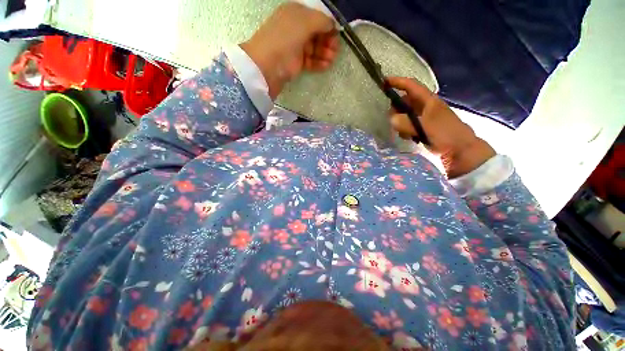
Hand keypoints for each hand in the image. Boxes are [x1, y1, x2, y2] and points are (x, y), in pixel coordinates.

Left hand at [240, 3, 338, 99]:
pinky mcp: (297, 62)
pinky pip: (311, 61)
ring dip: (325, 54)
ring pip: (315, 49)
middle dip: (328, 42)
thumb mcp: (305, 21)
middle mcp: (296, 28)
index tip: (337, 36)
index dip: (328, 27)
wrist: (269, 64)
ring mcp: (296, 46)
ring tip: (331, 60)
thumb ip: (322, 21)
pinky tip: (326, 66)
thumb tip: (333, 25)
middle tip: (334, 50)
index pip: (317, 18)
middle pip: (317, 34)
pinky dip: (319, 63)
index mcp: (296, 14)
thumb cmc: (286, 37)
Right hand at [387, 77, 495, 177]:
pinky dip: (404, 130)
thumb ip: (407, 122)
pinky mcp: (422, 128)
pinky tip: (407, 137)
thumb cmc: (446, 134)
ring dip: (399, 122)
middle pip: (405, 101)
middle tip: (392, 119)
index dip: (398, 82)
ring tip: (401, 132)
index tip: (384, 82)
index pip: (411, 86)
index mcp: (428, 101)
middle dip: (396, 109)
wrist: (460, 150)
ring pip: (405, 114)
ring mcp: (423, 117)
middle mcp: (425, 107)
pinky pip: (407, 125)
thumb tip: (391, 119)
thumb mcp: (426, 127)